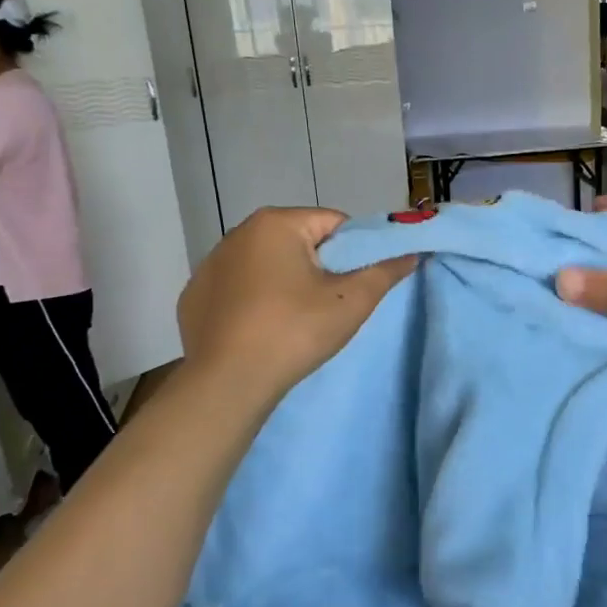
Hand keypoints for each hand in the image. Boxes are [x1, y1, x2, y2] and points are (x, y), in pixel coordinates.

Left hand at [179, 208, 414, 406]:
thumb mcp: (351, 302)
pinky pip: (237, 289)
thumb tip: (412, 253)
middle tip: (330, 304)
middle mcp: (238, 233)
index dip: (354, 251)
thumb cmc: (295, 331)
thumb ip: (385, 271)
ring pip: (266, 265)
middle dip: (319, 266)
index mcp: (277, 223)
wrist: (229, 383)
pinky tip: (260, 330)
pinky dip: (252, 302)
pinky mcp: (193, 296)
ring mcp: (210, 265)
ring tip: (294, 321)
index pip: (333, 223)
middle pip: (299, 241)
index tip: (356, 283)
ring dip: (284, 283)